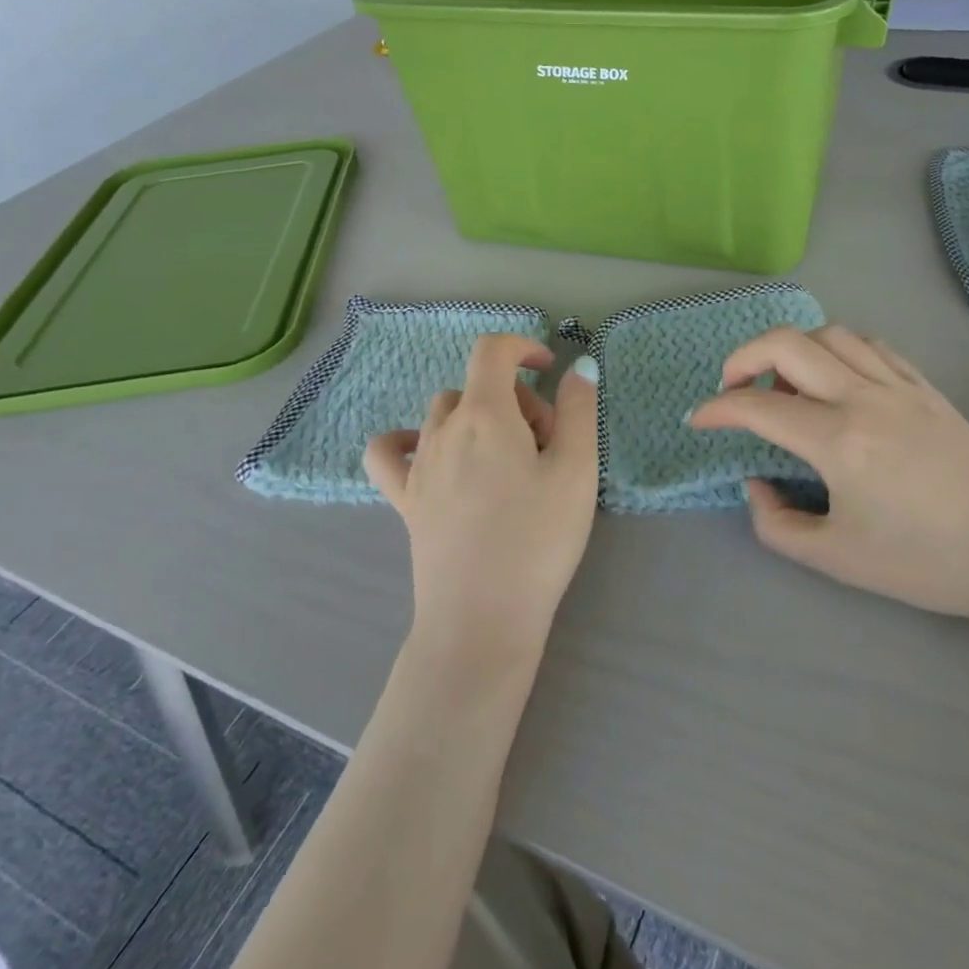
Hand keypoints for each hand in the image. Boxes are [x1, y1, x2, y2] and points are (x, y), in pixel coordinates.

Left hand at [365, 336, 599, 664]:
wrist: (482, 620)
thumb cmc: (538, 541)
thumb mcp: (577, 471)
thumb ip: (579, 410)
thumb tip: (579, 366)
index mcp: (485, 415)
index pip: (492, 351)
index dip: (523, 347)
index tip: (550, 370)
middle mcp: (443, 430)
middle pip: (478, 388)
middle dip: (517, 400)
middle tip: (550, 446)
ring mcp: (418, 466)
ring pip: (445, 414)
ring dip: (480, 419)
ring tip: (509, 462)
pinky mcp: (404, 501)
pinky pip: (390, 452)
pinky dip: (407, 440)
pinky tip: (432, 455)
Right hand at [689, 326, 968, 622]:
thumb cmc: (920, 562)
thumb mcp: (835, 559)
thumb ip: (776, 522)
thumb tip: (756, 483)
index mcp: (839, 441)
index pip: (758, 407)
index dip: (717, 409)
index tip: (699, 419)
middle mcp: (864, 398)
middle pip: (787, 344)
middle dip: (743, 357)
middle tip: (733, 387)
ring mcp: (898, 385)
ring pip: (829, 334)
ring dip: (792, 349)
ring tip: (785, 383)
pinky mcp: (924, 386)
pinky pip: (870, 345)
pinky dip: (837, 349)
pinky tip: (835, 377)